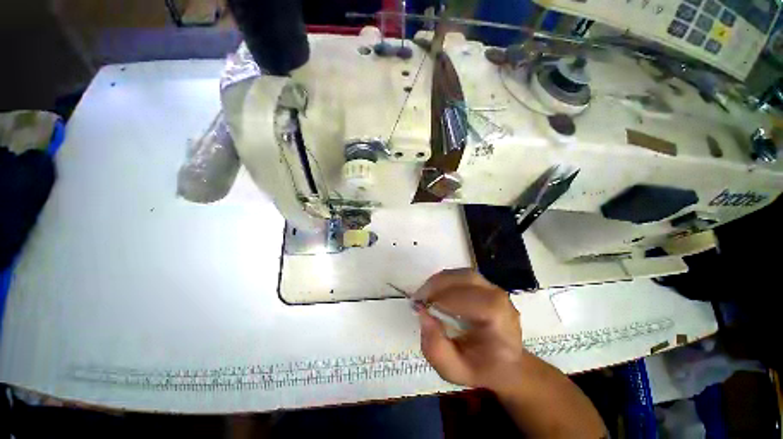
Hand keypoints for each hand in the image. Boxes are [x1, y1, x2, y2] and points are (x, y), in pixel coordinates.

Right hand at [416, 268, 528, 392]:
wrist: (505, 363)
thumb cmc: (481, 369)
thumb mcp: (455, 371)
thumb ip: (436, 348)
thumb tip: (422, 314)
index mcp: (500, 322)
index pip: (472, 300)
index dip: (445, 299)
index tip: (421, 306)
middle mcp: (500, 299)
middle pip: (467, 279)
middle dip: (439, 285)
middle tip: (419, 297)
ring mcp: (494, 289)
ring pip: (463, 274)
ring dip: (440, 281)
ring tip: (425, 293)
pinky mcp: (486, 285)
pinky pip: (463, 276)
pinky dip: (446, 280)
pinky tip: (436, 291)